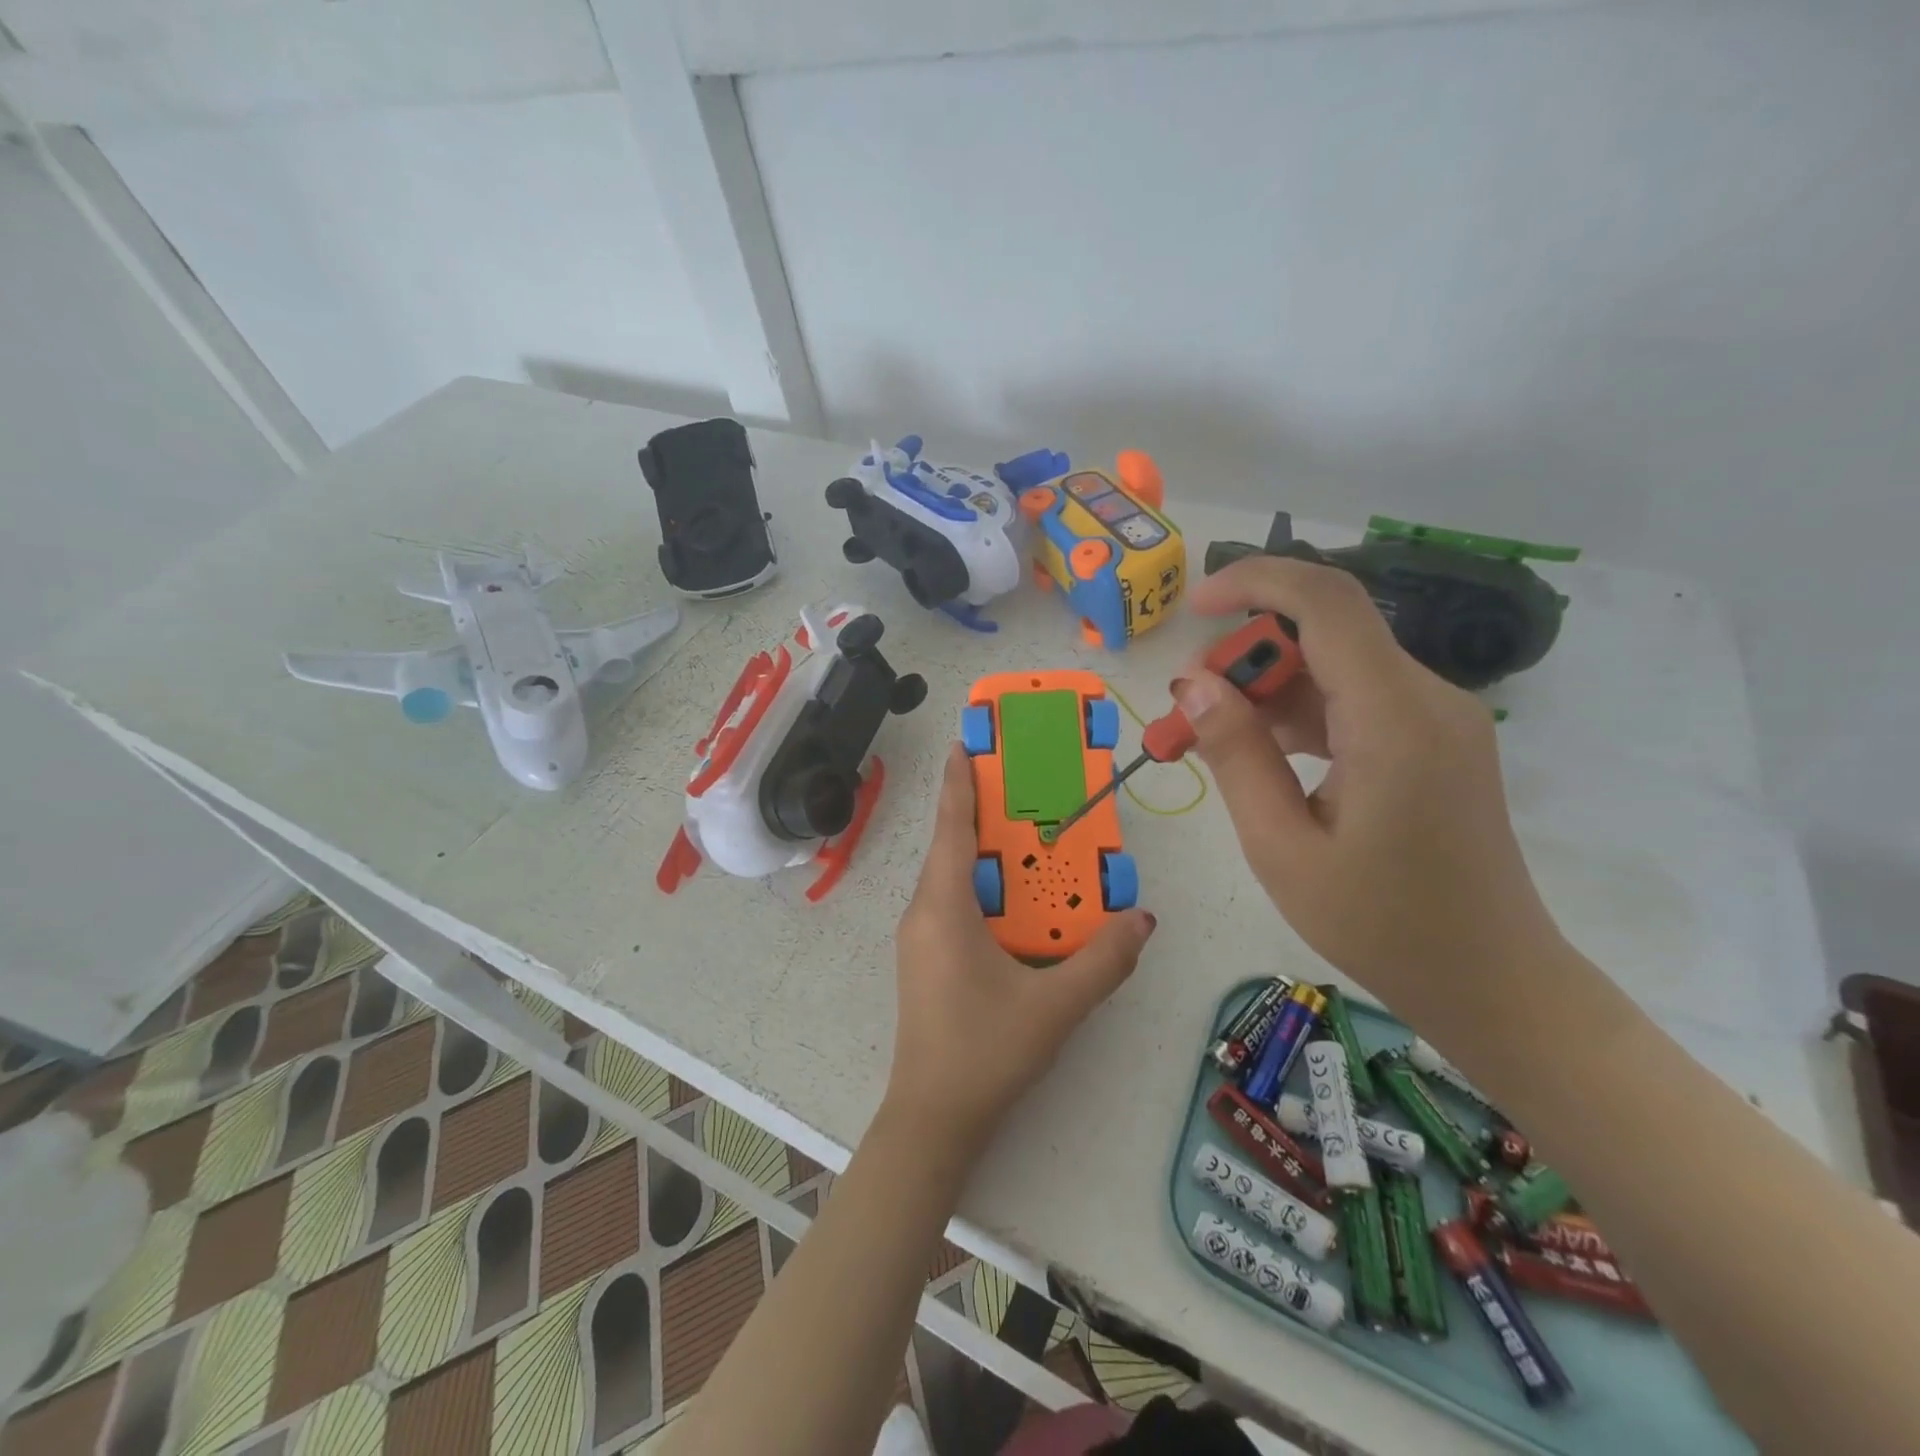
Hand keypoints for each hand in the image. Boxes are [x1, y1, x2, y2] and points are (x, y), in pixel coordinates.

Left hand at [888, 744, 1156, 1152]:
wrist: (933, 1118)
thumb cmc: (986, 1052)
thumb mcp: (1055, 1006)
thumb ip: (1103, 960)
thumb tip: (1143, 918)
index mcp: (943, 907)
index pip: (951, 827)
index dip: (959, 781)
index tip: (965, 742)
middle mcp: (923, 912)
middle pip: (952, 846)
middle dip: (983, 812)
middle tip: (1024, 787)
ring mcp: (920, 938)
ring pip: (952, 877)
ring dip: (985, 854)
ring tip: (1028, 838)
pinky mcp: (926, 960)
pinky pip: (954, 904)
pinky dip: (983, 888)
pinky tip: (1018, 902)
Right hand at [1177, 557, 1562, 1030]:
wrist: (1492, 981)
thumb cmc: (1380, 926)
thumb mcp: (1281, 847)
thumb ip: (1236, 755)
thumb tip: (1192, 685)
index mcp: (1394, 720)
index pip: (1326, 602)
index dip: (1255, 582)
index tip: (1194, 606)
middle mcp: (1427, 699)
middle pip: (1325, 632)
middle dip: (1246, 654)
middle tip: (1187, 711)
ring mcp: (1437, 717)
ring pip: (1336, 666)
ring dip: (1267, 688)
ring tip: (1208, 738)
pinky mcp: (1434, 739)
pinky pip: (1356, 699)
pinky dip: (1300, 713)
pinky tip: (1259, 754)